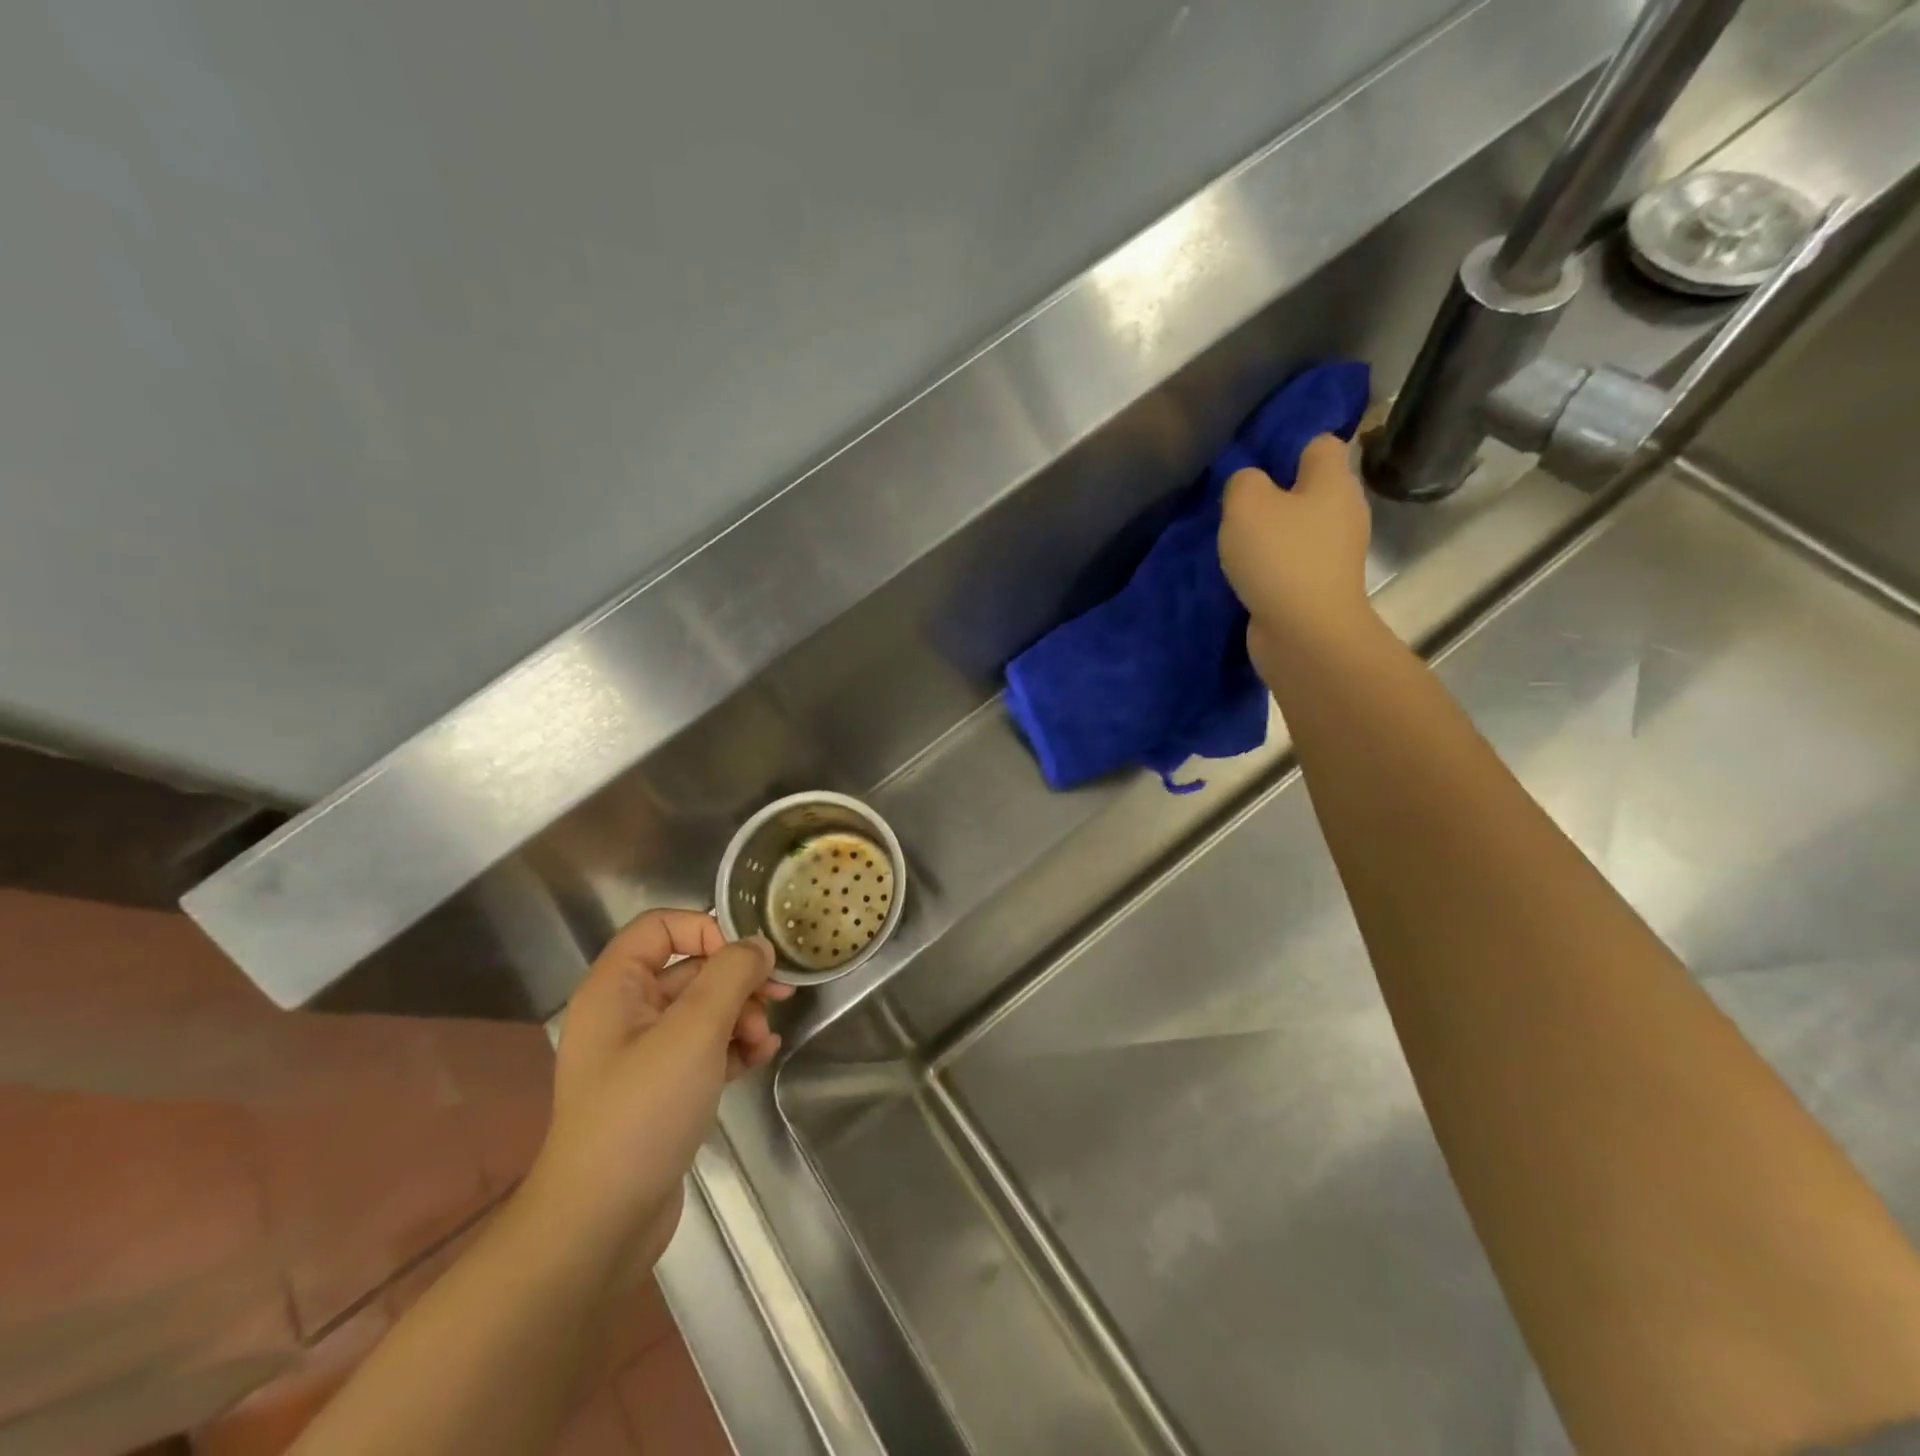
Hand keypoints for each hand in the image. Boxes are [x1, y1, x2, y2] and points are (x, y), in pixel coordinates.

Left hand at [525, 910, 792, 1272]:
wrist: (600, 1223)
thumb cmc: (643, 1111)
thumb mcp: (694, 1031)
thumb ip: (731, 975)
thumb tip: (759, 947)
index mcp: (615, 987)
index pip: (662, 926)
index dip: (707, 930)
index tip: (746, 959)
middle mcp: (625, 1013)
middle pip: (690, 969)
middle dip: (737, 980)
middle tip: (778, 997)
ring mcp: (642, 1054)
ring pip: (702, 1010)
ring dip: (740, 1016)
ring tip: (763, 1041)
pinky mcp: (660, 1089)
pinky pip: (703, 1048)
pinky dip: (732, 1046)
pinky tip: (759, 1058)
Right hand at [1218, 434, 1374, 668]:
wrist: (1305, 633)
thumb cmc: (1280, 557)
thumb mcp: (1246, 504)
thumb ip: (1243, 481)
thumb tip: (1248, 483)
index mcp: (1333, 481)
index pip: (1320, 443)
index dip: (1289, 445)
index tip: (1255, 460)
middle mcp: (1343, 511)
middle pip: (1310, 488)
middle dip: (1276, 493)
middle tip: (1237, 505)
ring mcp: (1335, 553)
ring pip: (1299, 527)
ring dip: (1271, 533)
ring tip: (1236, 541)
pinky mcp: (1320, 586)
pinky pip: (1293, 562)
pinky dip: (1272, 565)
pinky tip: (1247, 572)